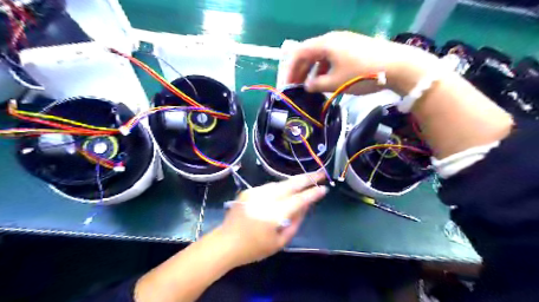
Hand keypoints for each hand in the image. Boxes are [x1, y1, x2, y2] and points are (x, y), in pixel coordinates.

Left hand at [215, 172, 328, 266]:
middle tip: (321, 173)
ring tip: (306, 180)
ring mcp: (255, 192)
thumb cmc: (254, 248)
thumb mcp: (280, 241)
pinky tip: (286, 189)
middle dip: (307, 178)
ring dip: (294, 181)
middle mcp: (265, 199)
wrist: (225, 242)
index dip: (313, 193)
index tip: (324, 188)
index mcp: (274, 215)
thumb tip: (306, 205)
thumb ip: (296, 222)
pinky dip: (280, 187)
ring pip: (280, 183)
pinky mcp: (248, 190)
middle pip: (290, 184)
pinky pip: (270, 186)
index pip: (299, 200)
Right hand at [286, 31, 436, 94]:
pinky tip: (325, 82)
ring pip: (319, 57)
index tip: (285, 86)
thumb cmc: (361, 73)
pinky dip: (324, 70)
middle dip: (299, 71)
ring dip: (311, 72)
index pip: (298, 53)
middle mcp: (331, 40)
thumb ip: (316, 85)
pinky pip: (331, 59)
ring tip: (308, 88)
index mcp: (324, 44)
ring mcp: (343, 43)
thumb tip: (307, 86)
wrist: (398, 66)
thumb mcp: (335, 83)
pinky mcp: (352, 49)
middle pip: (308, 54)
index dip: (289, 70)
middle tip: (294, 88)